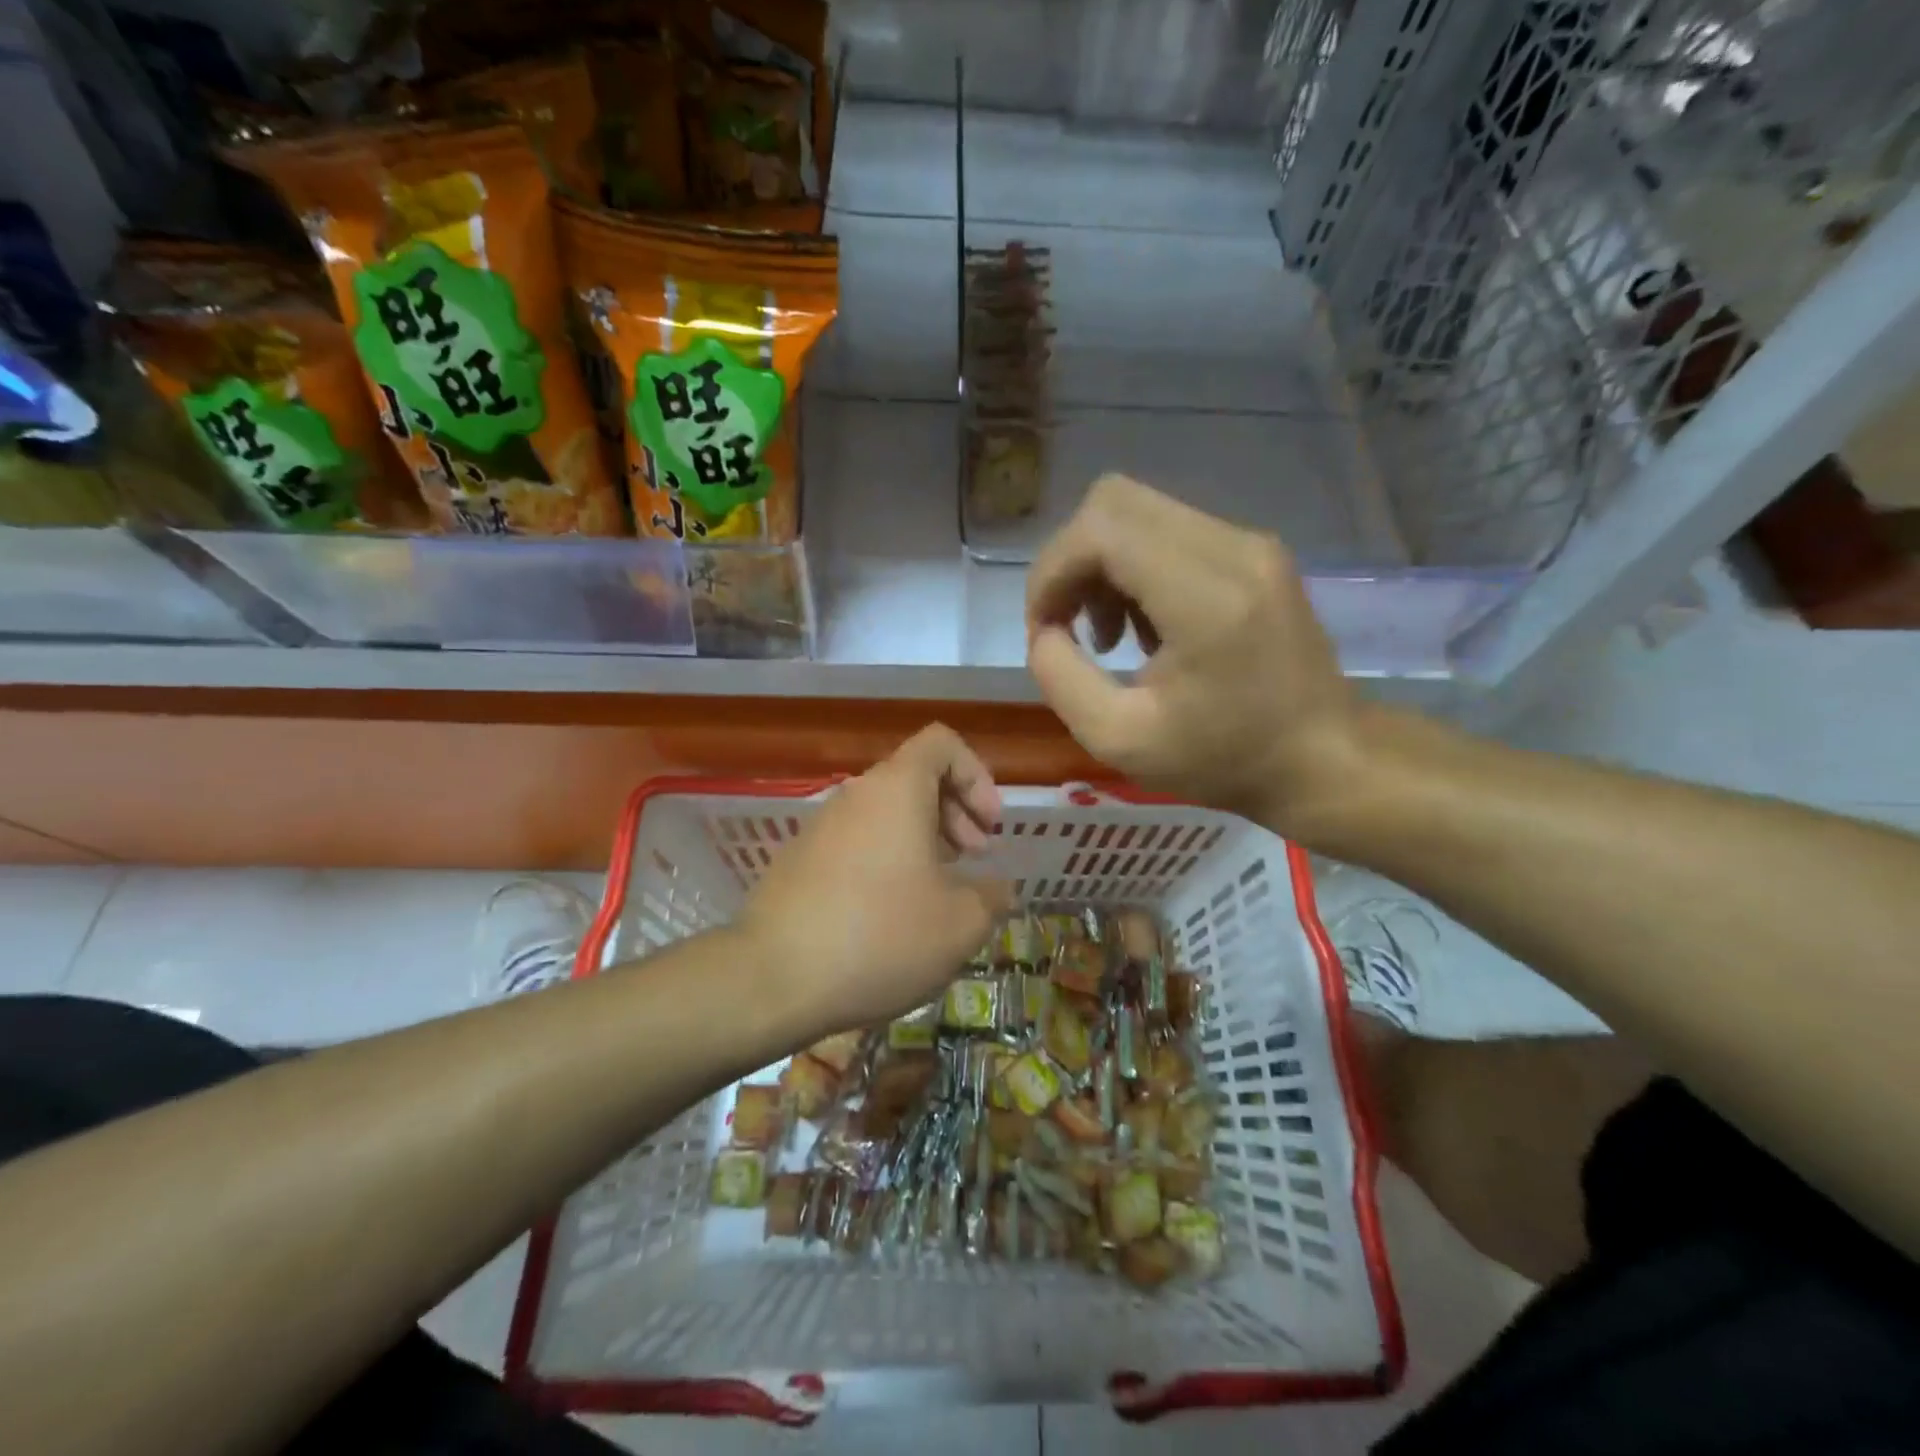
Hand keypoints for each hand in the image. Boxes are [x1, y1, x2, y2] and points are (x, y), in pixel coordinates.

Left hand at [738, 724, 1012, 1036]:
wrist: (773, 979)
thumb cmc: (880, 937)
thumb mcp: (960, 924)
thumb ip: (992, 896)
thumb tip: (997, 889)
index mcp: (896, 789)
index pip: (942, 743)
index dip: (977, 775)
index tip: (989, 826)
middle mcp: (855, 795)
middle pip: (915, 777)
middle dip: (956, 811)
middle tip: (975, 858)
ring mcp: (821, 826)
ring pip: (886, 813)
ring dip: (923, 840)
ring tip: (939, 891)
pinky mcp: (799, 859)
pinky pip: (858, 841)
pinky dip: (888, 860)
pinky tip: (893, 913)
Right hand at [1026, 474, 1359, 831]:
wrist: (1324, 760)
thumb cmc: (1225, 760)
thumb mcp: (1119, 740)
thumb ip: (1060, 678)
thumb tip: (1044, 631)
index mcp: (1205, 596)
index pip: (1100, 529)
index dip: (1051, 572)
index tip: (1045, 631)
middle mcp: (1232, 548)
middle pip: (1114, 501)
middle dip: (1071, 561)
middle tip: (1070, 624)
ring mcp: (1250, 543)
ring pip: (1139, 511)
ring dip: (1102, 565)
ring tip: (1110, 636)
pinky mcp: (1255, 551)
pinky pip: (1170, 530)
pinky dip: (1135, 568)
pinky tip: (1146, 627)